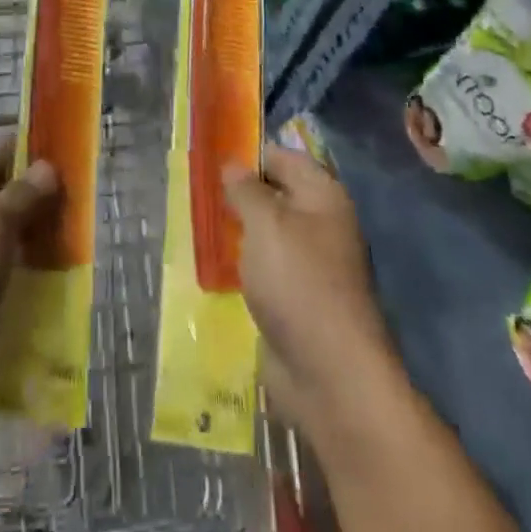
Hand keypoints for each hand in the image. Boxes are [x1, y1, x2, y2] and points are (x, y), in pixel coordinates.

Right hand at [223, 145, 392, 430]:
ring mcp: (312, 265)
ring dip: (239, 232)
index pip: (282, 157)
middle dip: (239, 194)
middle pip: (275, 195)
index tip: (209, 159)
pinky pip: (267, 269)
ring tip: (201, 226)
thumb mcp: (265, 222)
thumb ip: (246, 189)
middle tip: (198, 193)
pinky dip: (245, 266)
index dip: (247, 154)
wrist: (332, 376)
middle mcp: (322, 224)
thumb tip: (233, 165)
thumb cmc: (298, 282)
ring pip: (268, 234)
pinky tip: (217, 266)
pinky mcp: (300, 301)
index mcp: (323, 195)